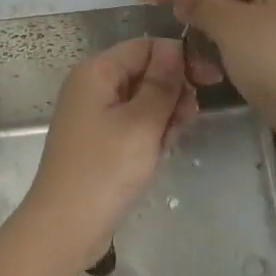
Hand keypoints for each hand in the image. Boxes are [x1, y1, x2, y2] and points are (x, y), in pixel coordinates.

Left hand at [20, 37, 196, 268]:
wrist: (65, 228)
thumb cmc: (105, 170)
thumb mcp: (142, 123)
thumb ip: (162, 83)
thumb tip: (175, 48)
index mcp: (97, 71)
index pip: (147, 47)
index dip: (180, 59)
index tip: (210, 81)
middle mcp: (92, 86)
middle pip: (146, 72)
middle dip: (172, 92)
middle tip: (188, 120)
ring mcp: (94, 114)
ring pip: (143, 100)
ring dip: (165, 115)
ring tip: (171, 142)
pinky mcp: (99, 140)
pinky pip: (133, 123)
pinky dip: (150, 133)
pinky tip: (159, 153)